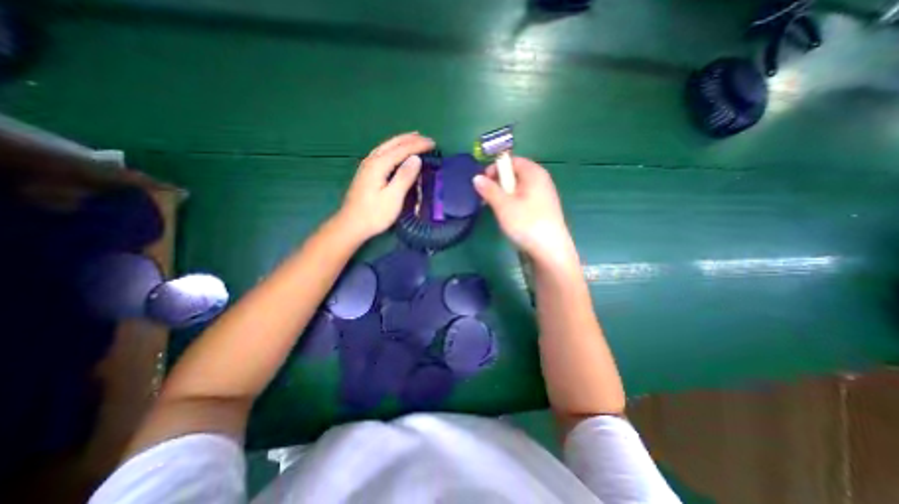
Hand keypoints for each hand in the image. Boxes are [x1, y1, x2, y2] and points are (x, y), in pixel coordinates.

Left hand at [337, 131, 434, 242]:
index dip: (418, 145)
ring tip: (413, 138)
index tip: (433, 143)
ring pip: (386, 146)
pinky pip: (382, 153)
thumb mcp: (393, 197)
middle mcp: (371, 160)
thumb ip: (404, 177)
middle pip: (392, 144)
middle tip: (426, 138)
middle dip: (410, 139)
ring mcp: (367, 166)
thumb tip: (416, 158)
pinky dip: (393, 148)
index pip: (402, 149)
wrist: (351, 225)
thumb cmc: (374, 214)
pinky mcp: (366, 173)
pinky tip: (395, 151)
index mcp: (379, 165)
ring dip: (401, 141)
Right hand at [471, 155, 575, 263]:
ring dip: (504, 195)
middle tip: (486, 197)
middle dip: (498, 183)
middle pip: (515, 174)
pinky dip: (513, 203)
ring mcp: (544, 195)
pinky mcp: (543, 209)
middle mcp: (541, 180)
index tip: (483, 182)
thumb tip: (476, 178)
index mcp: (534, 173)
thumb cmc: (526, 223)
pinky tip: (508, 216)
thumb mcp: (503, 205)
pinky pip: (524, 199)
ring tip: (495, 208)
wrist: (550, 251)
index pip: (512, 161)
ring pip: (519, 188)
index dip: (495, 168)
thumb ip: (489, 190)